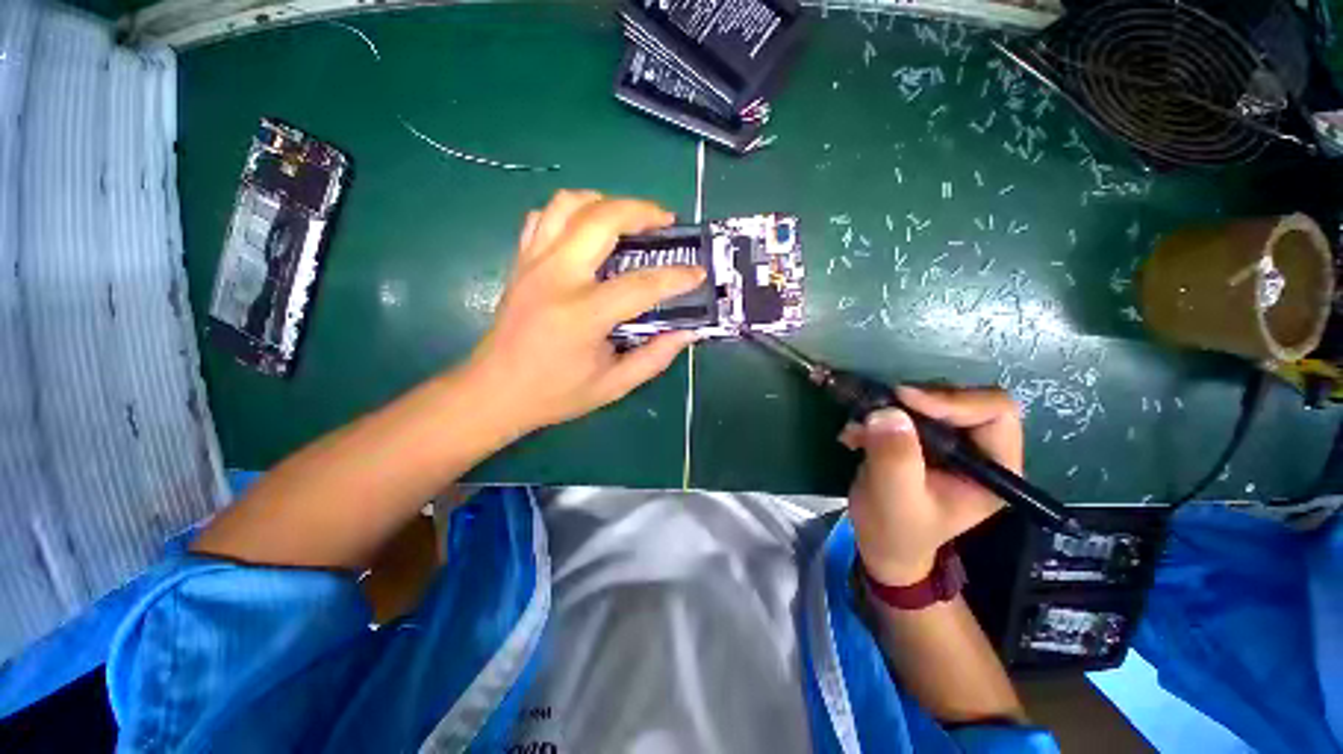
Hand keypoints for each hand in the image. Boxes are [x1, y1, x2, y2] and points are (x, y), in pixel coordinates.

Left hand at [465, 190, 704, 435]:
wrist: (494, 391)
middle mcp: (556, 278)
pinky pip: (543, 217)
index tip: (697, 272)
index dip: (675, 277)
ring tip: (629, 218)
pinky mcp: (520, 262)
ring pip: (568, 205)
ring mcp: (533, 264)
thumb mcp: (613, 386)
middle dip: (641, 211)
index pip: (640, 285)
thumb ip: (654, 357)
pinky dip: (571, 212)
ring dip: (605, 202)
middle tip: (665, 221)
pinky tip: (588, 229)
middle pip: (601, 220)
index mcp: (582, 315)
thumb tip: (688, 331)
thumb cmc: (556, 394)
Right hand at [841, 386, 1022, 585]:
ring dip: (890, 408)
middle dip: (917, 401)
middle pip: (963, 399)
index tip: (904, 400)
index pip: (994, 412)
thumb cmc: (895, 530)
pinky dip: (876, 414)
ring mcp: (951, 441)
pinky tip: (854, 435)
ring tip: (858, 428)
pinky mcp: (923, 437)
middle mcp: (980, 449)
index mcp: (994, 469)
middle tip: (879, 408)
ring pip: (931, 399)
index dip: (953, 400)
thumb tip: (888, 411)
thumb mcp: (894, 497)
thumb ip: (895, 457)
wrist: (880, 542)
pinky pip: (905, 409)